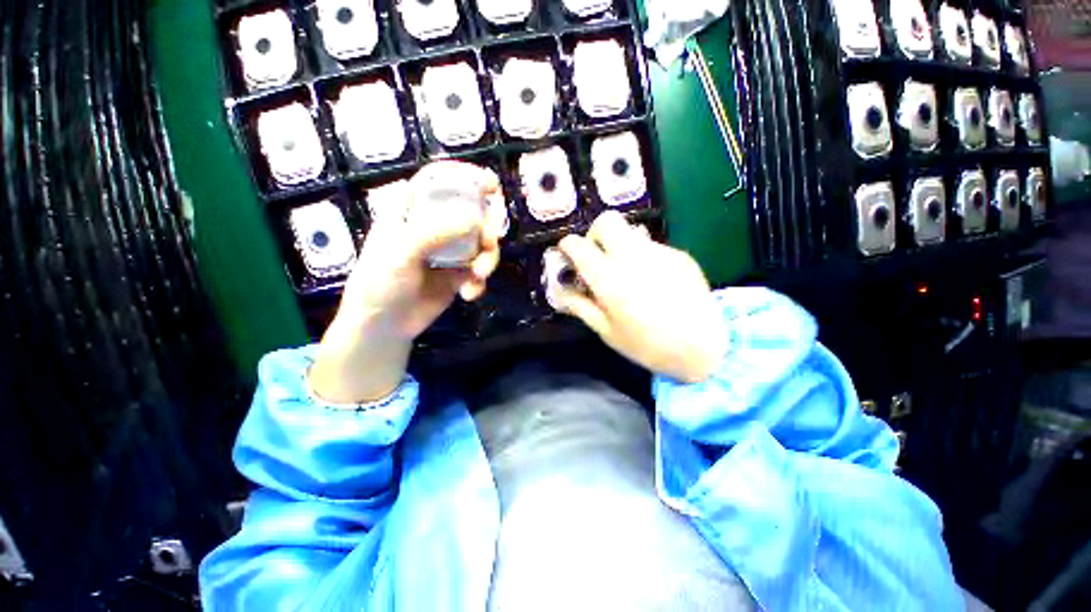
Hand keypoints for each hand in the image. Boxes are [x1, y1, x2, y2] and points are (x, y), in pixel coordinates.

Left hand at [310, 162, 505, 403]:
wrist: (384, 325)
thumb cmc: (380, 282)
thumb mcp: (401, 252)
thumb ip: (436, 232)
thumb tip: (477, 220)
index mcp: (412, 211)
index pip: (440, 182)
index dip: (466, 178)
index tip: (491, 185)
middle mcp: (434, 227)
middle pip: (471, 214)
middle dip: (486, 228)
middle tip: (491, 241)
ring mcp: (449, 252)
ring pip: (481, 244)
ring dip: (487, 259)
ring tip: (479, 275)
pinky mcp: (459, 274)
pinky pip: (480, 270)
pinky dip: (480, 281)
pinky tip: (469, 294)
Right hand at [555, 211, 724, 383]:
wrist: (703, 348)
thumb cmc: (646, 345)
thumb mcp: (606, 331)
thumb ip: (580, 306)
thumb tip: (560, 290)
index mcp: (608, 277)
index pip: (578, 245)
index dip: (567, 246)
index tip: (567, 254)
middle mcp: (632, 256)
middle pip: (607, 221)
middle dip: (595, 234)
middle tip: (597, 255)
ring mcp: (659, 252)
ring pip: (632, 232)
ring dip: (621, 245)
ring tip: (628, 271)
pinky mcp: (679, 255)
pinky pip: (653, 247)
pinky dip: (644, 257)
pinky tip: (654, 282)